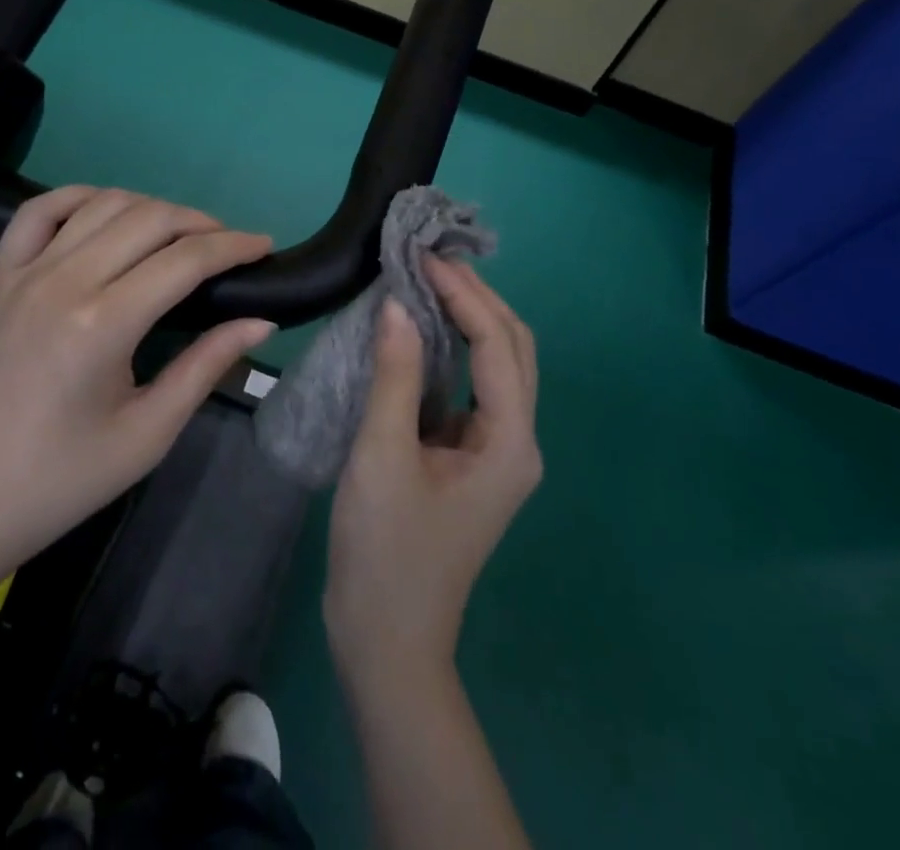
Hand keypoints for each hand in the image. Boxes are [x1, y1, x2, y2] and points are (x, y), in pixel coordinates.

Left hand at [0, 186, 275, 583]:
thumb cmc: (62, 480)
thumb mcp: (148, 434)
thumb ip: (206, 367)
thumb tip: (260, 321)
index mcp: (103, 324)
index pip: (186, 260)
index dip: (234, 246)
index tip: (265, 246)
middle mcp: (63, 281)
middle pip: (150, 218)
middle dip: (201, 223)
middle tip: (229, 247)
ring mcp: (24, 272)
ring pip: (102, 204)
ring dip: (152, 207)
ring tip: (180, 234)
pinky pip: (39, 211)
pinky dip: (81, 196)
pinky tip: (107, 210)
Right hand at [324, 258, 541, 688]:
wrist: (386, 642)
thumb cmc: (385, 551)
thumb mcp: (382, 456)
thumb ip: (395, 375)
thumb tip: (399, 304)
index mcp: (509, 442)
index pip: (497, 344)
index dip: (463, 295)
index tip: (423, 258)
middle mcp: (517, 440)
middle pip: (513, 348)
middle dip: (478, 297)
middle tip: (430, 259)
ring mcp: (498, 451)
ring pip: (498, 365)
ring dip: (470, 319)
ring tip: (429, 280)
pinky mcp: (473, 458)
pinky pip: (472, 387)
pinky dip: (454, 349)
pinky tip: (421, 331)